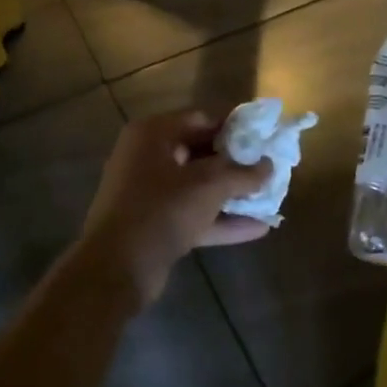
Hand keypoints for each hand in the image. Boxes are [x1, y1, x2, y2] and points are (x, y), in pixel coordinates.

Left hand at [71, 110, 273, 307]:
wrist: (116, 268)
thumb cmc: (162, 209)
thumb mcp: (209, 185)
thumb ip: (242, 173)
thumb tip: (269, 166)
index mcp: (153, 134)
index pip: (202, 119)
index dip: (236, 128)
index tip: (265, 138)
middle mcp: (148, 157)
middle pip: (201, 152)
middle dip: (237, 163)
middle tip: (270, 168)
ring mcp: (150, 193)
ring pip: (199, 186)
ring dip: (232, 193)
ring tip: (270, 197)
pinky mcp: (155, 224)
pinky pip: (194, 214)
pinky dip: (221, 219)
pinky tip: (258, 228)